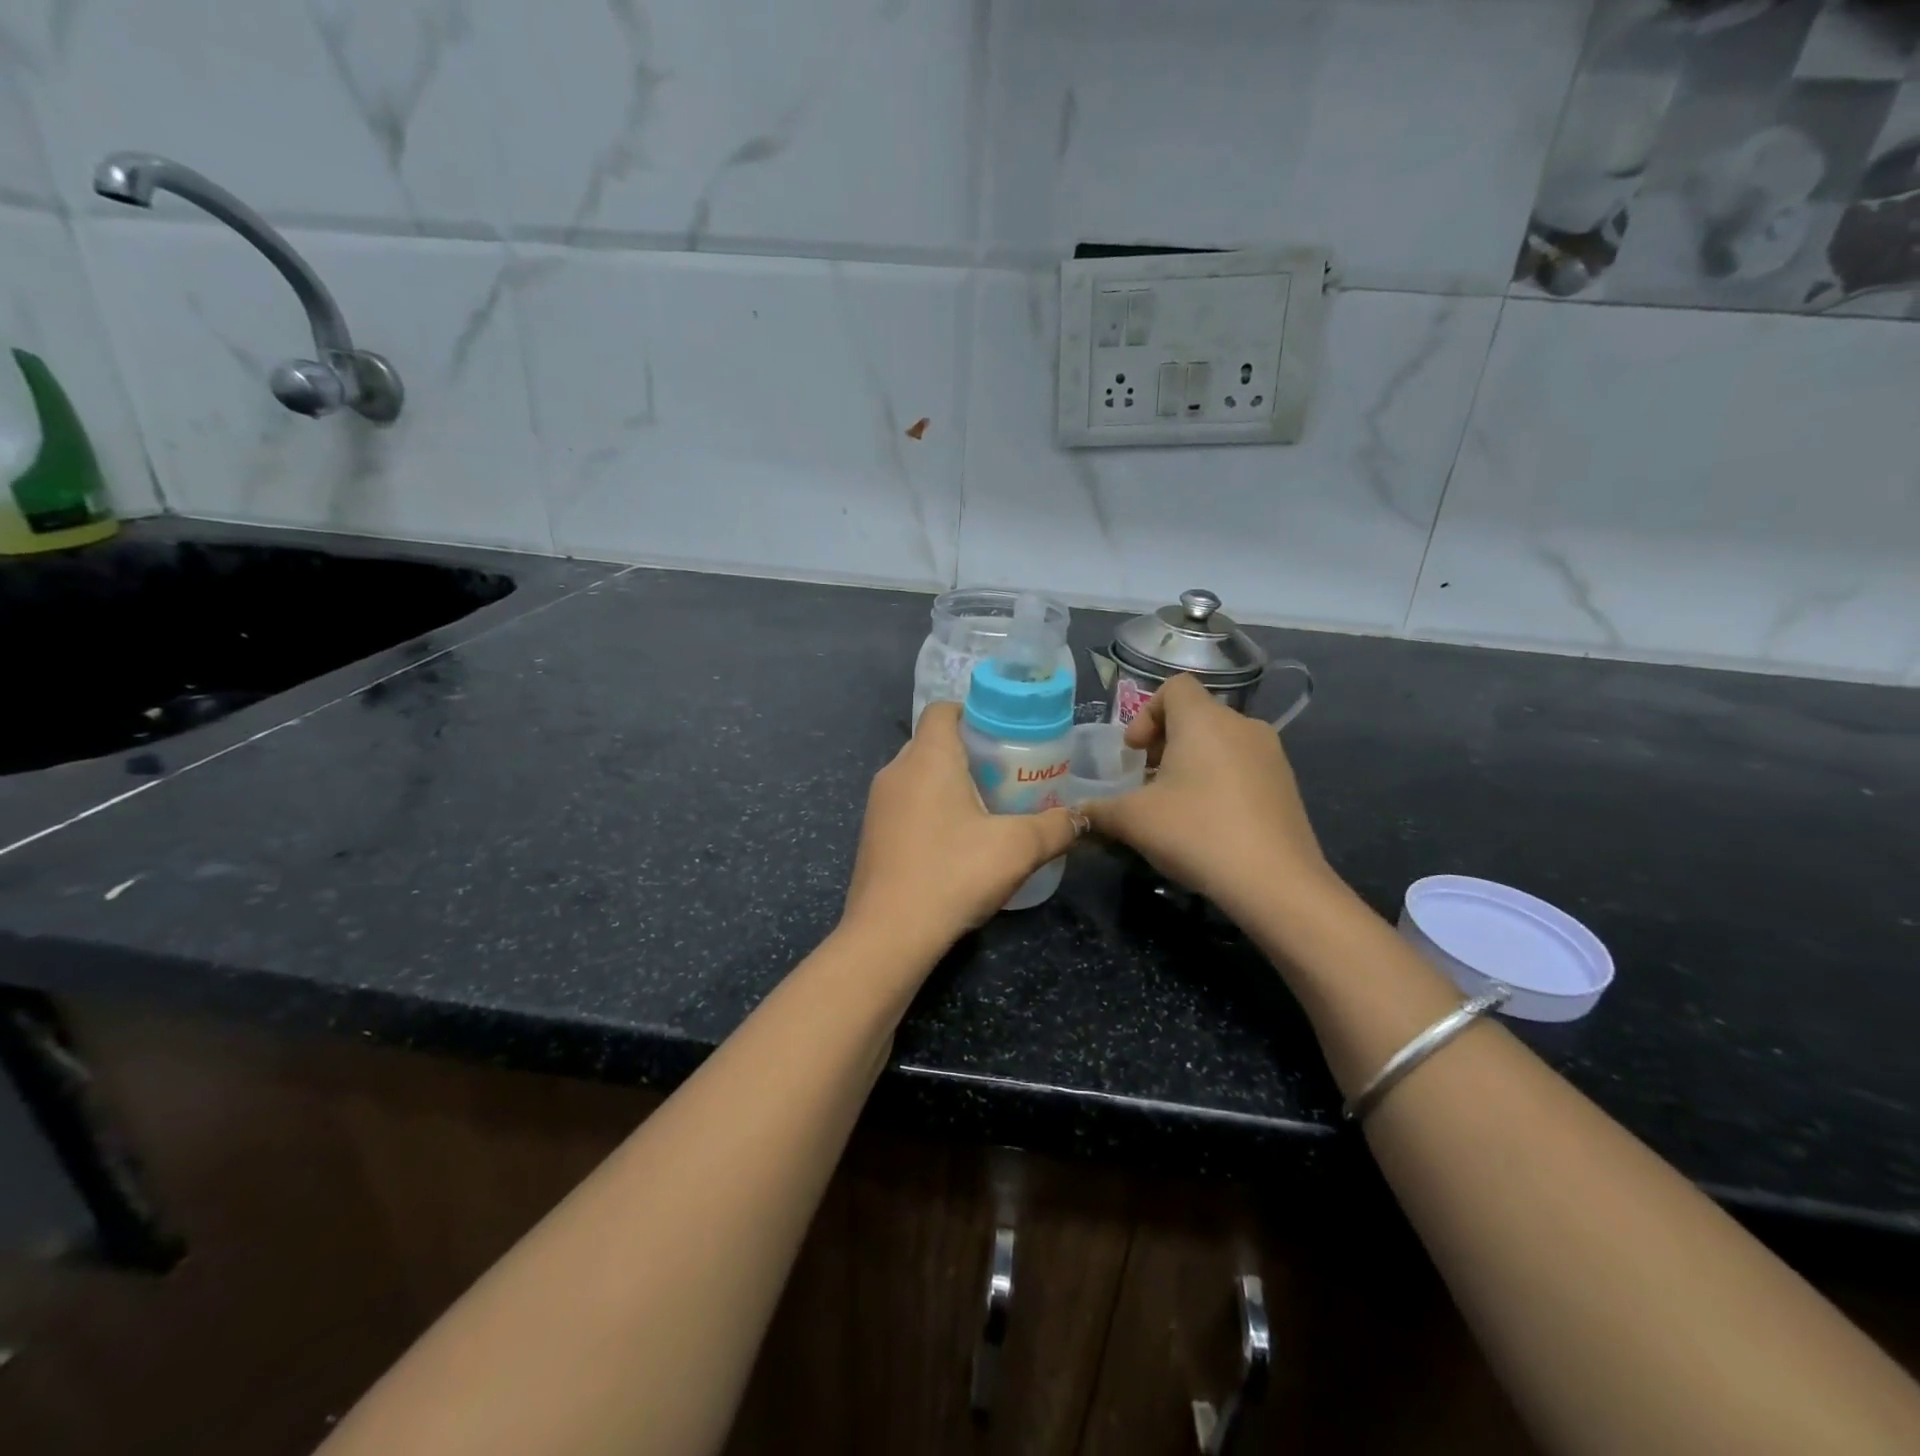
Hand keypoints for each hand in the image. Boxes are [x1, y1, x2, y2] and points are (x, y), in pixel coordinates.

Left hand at [841, 703, 1079, 959]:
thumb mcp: (1017, 848)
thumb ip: (1055, 827)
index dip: (974, 713)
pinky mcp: (871, 835)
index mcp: (927, 758)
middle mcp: (895, 772)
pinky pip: (906, 804)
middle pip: (933, 742)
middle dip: (970, 752)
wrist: (889, 934)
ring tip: (988, 807)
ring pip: (918, 776)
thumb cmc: (953, 874)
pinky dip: (931, 809)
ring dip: (949, 783)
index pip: (943, 709)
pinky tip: (957, 841)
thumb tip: (1083, 818)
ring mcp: (878, 805)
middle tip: (1007, 773)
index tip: (1005, 735)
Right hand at [1080, 675, 1328, 915]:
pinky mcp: (1286, 783)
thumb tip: (1076, 814)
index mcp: (1204, 720)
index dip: (1146, 713)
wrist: (1275, 881)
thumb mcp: (1133, 821)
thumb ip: (1098, 810)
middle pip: (1196, 715)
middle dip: (1165, 742)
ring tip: (1176, 804)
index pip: (1174, 687)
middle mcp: (1242, 725)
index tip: (1134, 752)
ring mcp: (1271, 754)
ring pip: (1221, 742)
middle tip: (1147, 781)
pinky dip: (1220, 780)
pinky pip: (1243, 766)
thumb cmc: (1196, 832)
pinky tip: (1210, 822)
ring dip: (1192, 763)